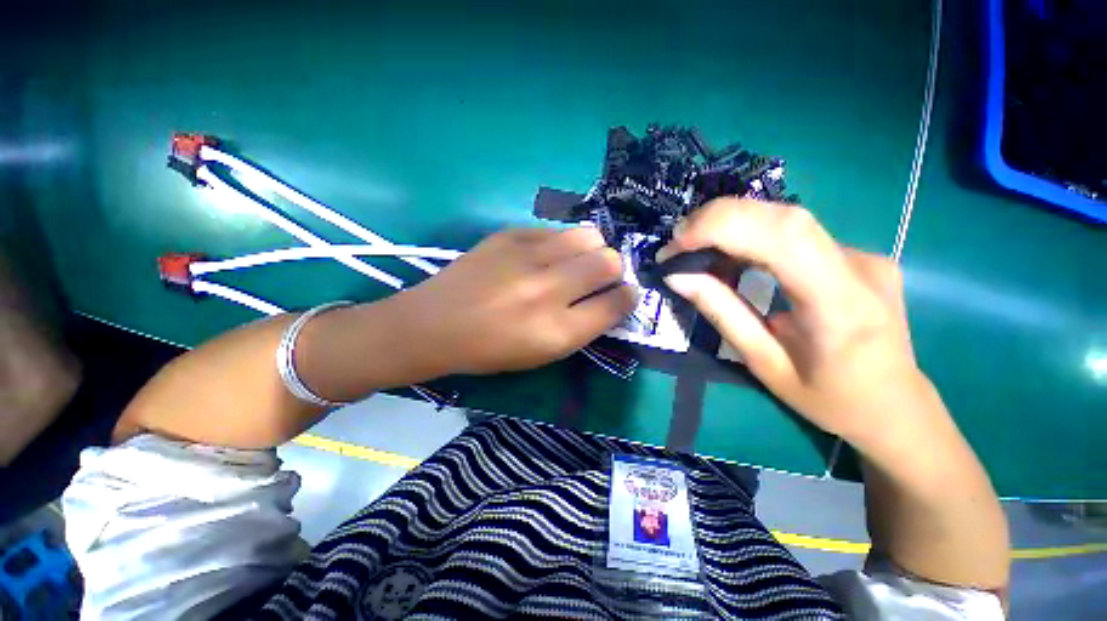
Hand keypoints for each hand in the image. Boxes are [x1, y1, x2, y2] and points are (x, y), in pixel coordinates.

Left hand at [392, 227, 636, 375]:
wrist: (435, 324)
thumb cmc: (490, 350)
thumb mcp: (543, 353)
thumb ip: (583, 326)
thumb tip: (611, 298)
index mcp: (558, 331)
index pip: (617, 303)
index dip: (627, 297)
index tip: (622, 295)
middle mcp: (548, 291)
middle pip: (609, 262)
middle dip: (613, 270)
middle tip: (597, 277)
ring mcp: (527, 257)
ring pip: (589, 236)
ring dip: (591, 250)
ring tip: (574, 261)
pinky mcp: (509, 235)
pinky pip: (556, 230)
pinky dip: (560, 243)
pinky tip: (544, 256)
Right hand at [657, 198, 932, 445]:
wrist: (896, 406)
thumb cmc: (828, 399)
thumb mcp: (764, 364)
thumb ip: (721, 313)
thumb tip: (678, 276)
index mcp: (839, 305)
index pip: (782, 237)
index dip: (722, 227)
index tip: (676, 244)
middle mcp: (859, 266)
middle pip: (783, 216)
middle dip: (718, 219)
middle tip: (677, 243)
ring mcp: (863, 254)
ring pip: (786, 219)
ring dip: (732, 225)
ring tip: (694, 248)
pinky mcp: (857, 253)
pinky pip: (795, 232)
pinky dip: (751, 234)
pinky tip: (730, 253)